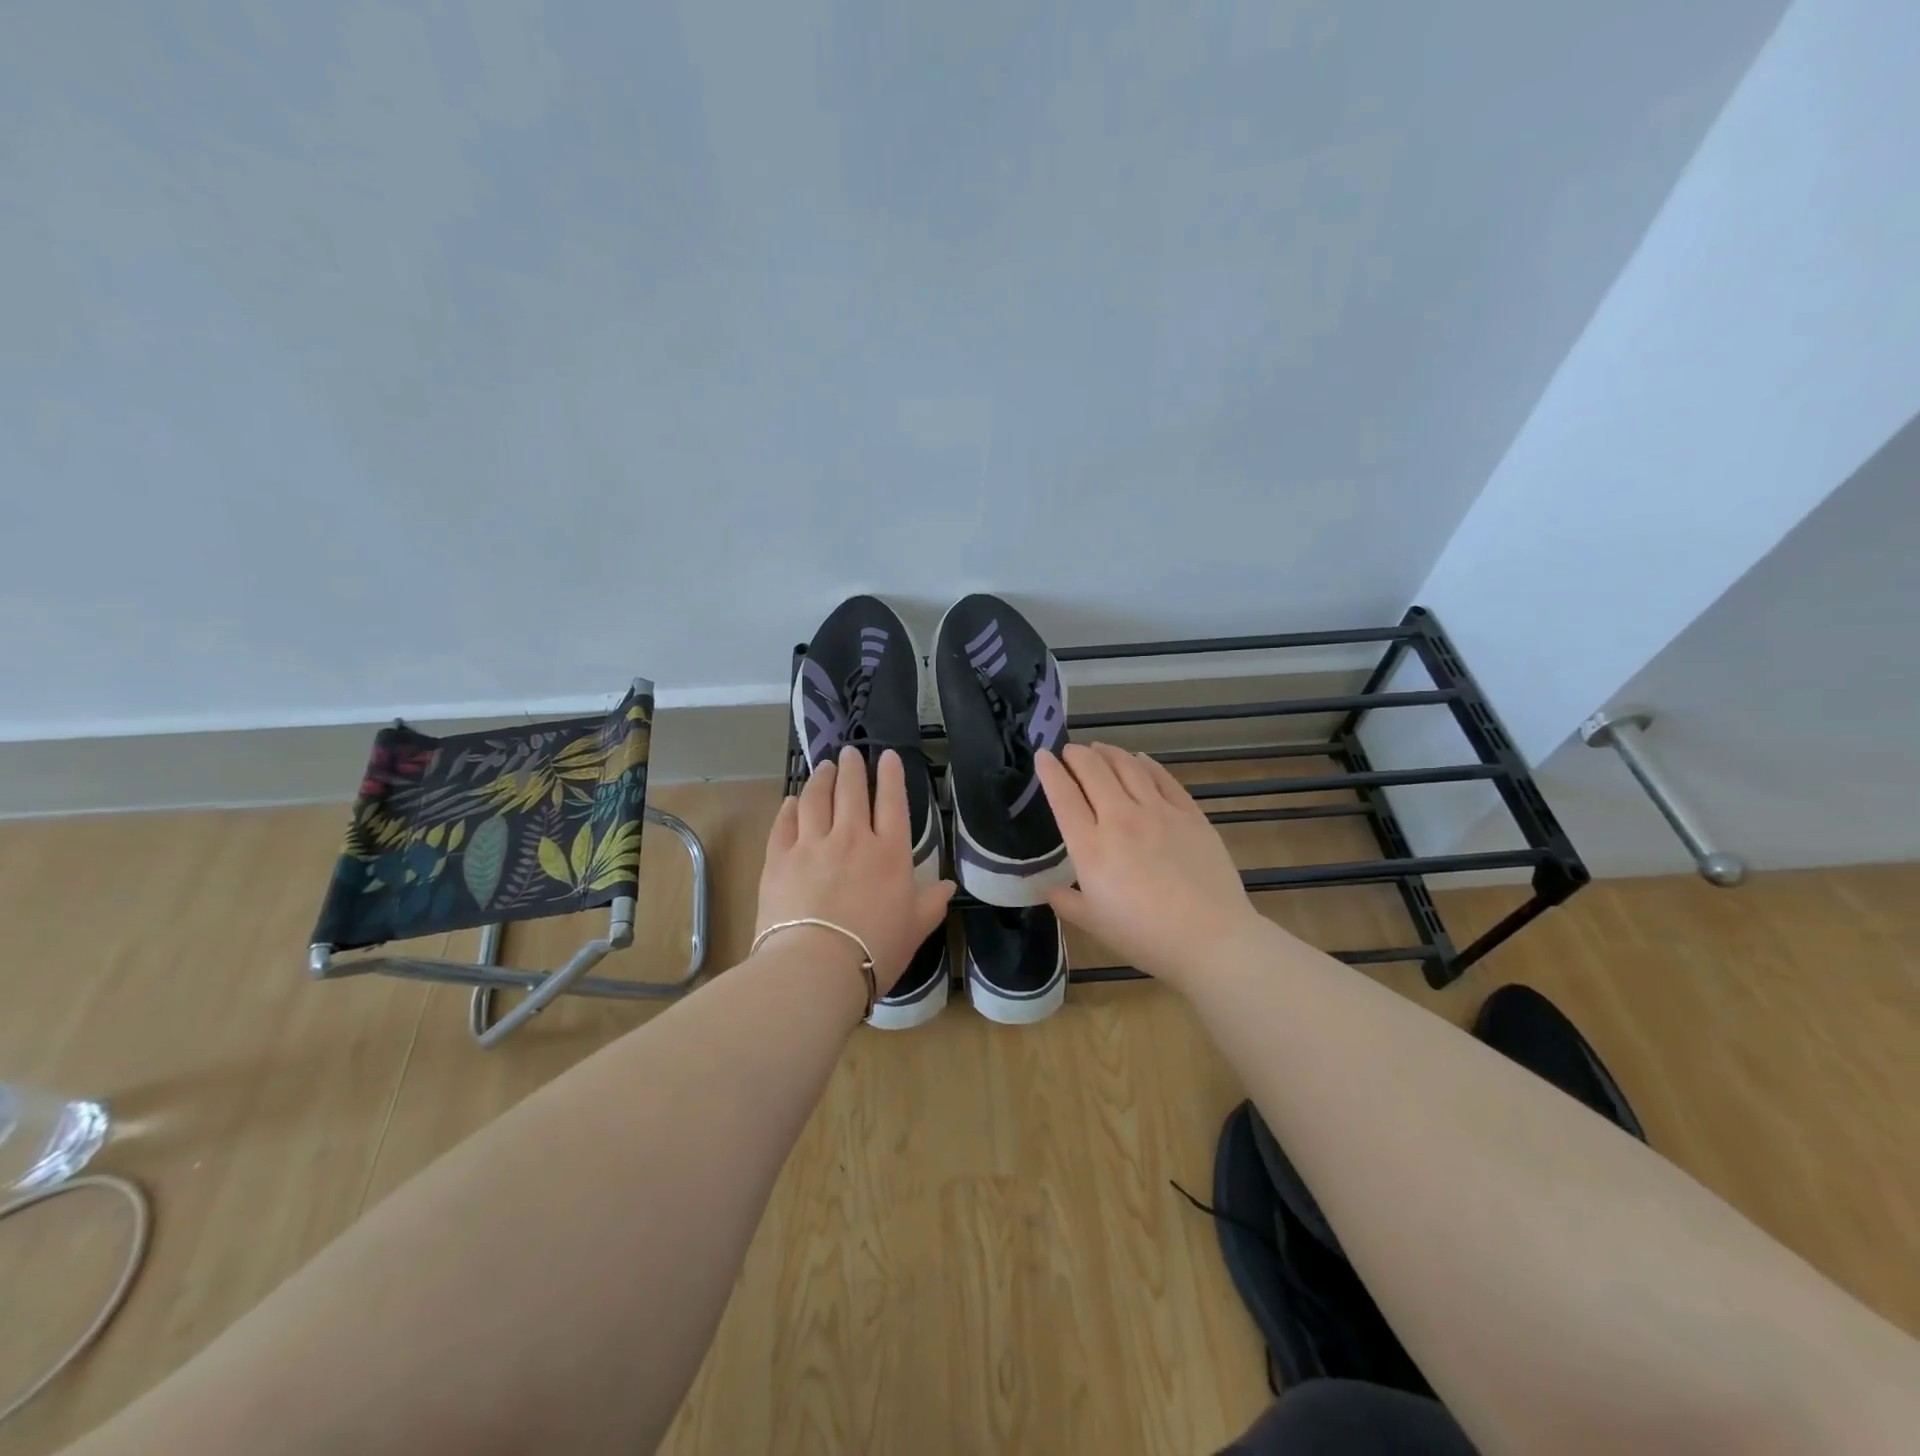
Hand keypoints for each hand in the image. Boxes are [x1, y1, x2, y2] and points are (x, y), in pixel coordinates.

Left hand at [756, 746, 954, 994]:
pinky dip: (790, 808)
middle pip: (852, 792)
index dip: (891, 776)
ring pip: (816, 799)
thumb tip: (948, 886)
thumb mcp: (916, 928)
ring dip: (821, 779)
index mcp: (889, 853)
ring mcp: (812, 845)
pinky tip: (792, 801)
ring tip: (823, 767)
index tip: (887, 755)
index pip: (893, 803)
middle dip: (852, 768)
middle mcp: (852, 838)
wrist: (816, 966)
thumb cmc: (876, 949)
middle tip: (850, 753)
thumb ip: (931, 902)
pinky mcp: (780, 859)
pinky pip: (784, 824)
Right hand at [1038, 743, 1271, 990]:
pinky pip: (1163, 778)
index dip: (1050, 771)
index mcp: (1091, 847)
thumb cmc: (1145, 937)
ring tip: (1099, 748)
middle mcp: (1121, 819)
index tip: (1042, 756)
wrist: (1211, 939)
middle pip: (1093, 771)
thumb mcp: (1094, 924)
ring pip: (1128, 767)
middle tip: (1069, 751)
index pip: (1063, 796)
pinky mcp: (1190, 814)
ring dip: (1109, 752)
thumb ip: (1066, 901)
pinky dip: (1146, 764)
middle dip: (1076, 754)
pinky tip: (1139, 759)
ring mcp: (1159, 812)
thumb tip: (1048, 888)